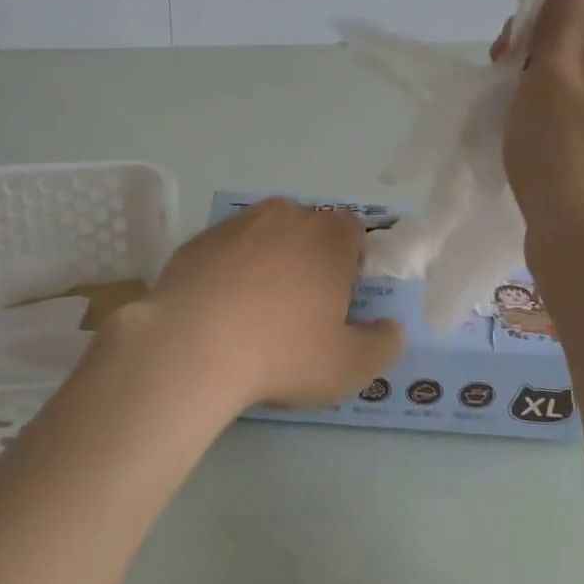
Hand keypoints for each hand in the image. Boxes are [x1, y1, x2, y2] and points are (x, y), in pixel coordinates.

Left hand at [116, 198, 403, 411]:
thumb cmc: (281, 353)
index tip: (340, 295)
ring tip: (255, 309)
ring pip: (264, 235)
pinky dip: (229, 270)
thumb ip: (382, 346)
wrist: (191, 345)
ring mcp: (236, 224)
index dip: (351, 259)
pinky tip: (219, 308)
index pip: (352, 230)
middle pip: (307, 229)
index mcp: (328, 237)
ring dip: (267, 260)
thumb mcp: (348, 366)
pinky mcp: (197, 240)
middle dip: (309, 258)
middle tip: (300, 306)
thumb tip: (392, 328)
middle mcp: (285, 216)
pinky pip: (226, 250)